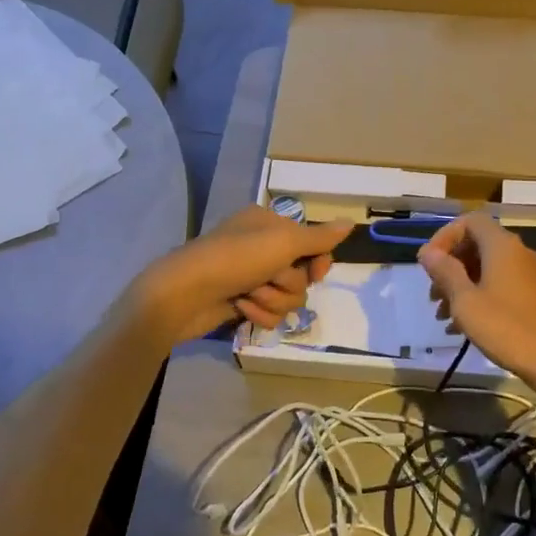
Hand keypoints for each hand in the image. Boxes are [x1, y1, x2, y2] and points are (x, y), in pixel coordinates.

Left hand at [132, 206, 352, 342]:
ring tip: (249, 296)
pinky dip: (258, 313)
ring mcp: (250, 276)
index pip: (312, 244)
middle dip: (288, 284)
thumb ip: (319, 238)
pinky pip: (269, 313)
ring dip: (272, 300)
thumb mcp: (283, 242)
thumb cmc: (235, 259)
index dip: (318, 262)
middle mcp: (261, 247)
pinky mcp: (241, 302)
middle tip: (268, 279)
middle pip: (302, 275)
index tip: (317, 272)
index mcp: (270, 224)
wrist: (184, 294)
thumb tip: (351, 223)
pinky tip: (240, 308)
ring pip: (288, 298)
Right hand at [417, 213, 535, 387]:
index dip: (444, 237)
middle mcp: (517, 253)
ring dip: (460, 286)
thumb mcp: (466, 301)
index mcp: (501, 246)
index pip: (469, 221)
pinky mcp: (533, 296)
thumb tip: (428, 252)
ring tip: (442, 316)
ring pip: (485, 269)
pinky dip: (477, 298)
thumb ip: (445, 272)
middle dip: (449, 267)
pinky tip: (461, 328)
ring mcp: (528, 275)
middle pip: (476, 245)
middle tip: (433, 294)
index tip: (428, 264)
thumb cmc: (507, 328)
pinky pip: (498, 286)